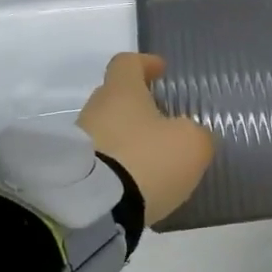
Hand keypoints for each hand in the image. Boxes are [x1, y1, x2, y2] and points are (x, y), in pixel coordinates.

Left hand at [76, 53, 214, 226]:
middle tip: (163, 122)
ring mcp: (80, 143)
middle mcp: (95, 110)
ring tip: (154, 161)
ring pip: (108, 131)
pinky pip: (102, 161)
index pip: (127, 63)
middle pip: (116, 98)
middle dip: (138, 107)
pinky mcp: (75, 175)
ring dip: (129, 141)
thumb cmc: (146, 160)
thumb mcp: (191, 144)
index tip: (160, 71)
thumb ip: (197, 134)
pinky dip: (120, 167)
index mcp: (122, 92)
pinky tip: (137, 183)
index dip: (145, 64)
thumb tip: (191, 135)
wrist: (95, 208)